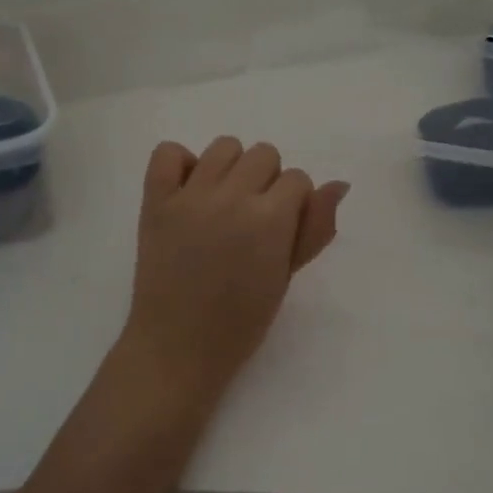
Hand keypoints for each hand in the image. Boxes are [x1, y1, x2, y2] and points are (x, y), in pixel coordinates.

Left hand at [122, 137, 349, 398]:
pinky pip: (168, 152)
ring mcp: (190, 195)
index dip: (294, 203)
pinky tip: (188, 192)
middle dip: (267, 182)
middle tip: (252, 219)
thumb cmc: (241, 321)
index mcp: (270, 218)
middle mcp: (231, 196)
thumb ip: (314, 228)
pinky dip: (180, 164)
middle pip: (264, 154)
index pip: (297, 179)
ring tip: (222, 203)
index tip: (280, 231)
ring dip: (231, 169)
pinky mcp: (155, 200)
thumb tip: (337, 185)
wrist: (179, 346)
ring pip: (223, 147)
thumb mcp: (287, 276)